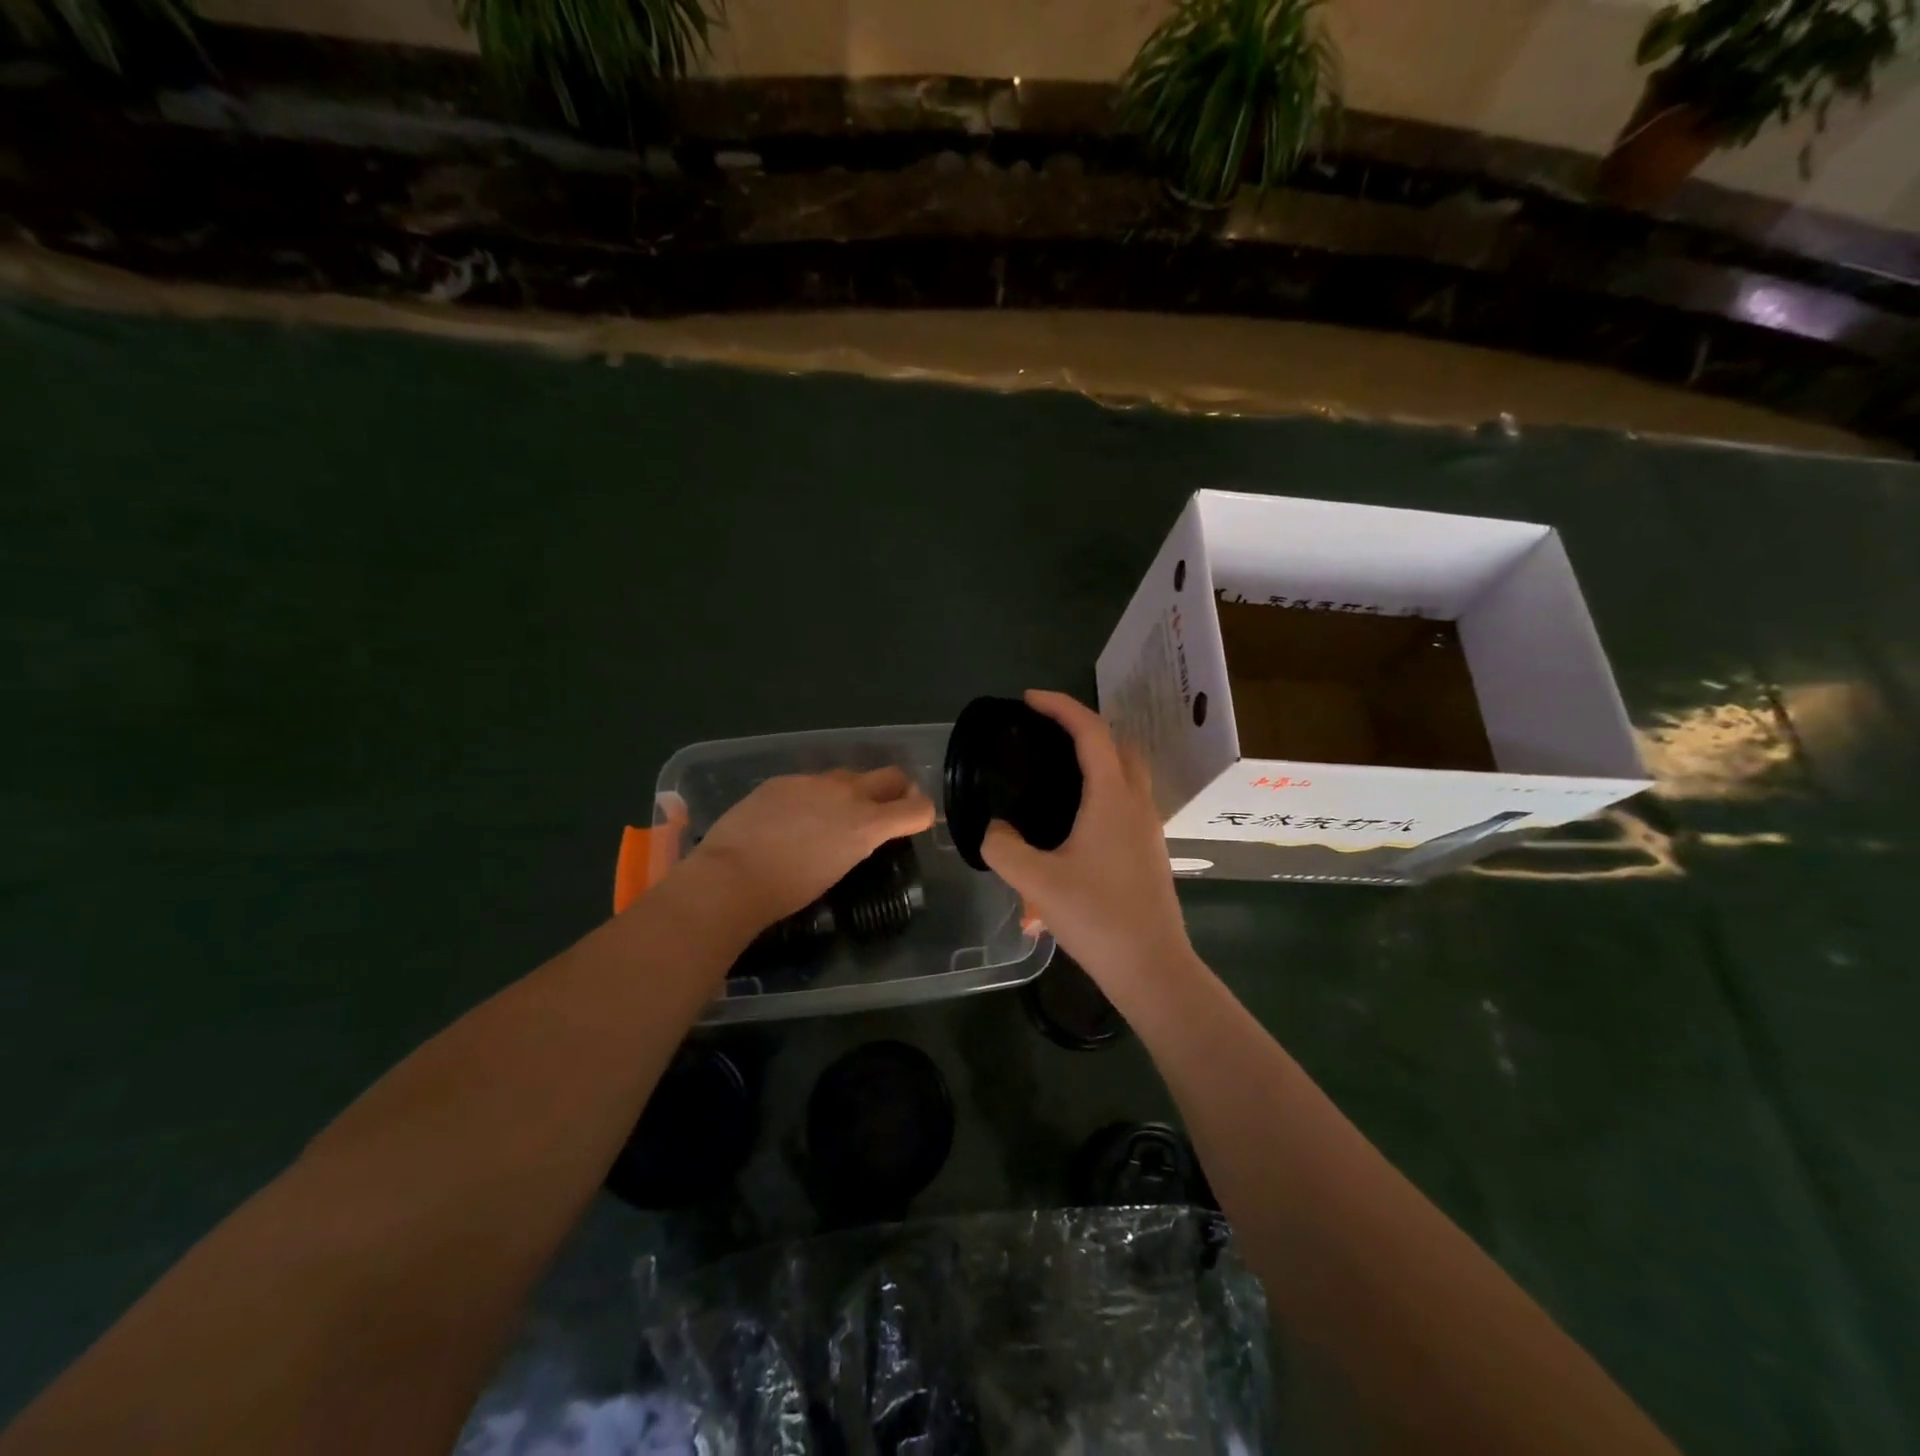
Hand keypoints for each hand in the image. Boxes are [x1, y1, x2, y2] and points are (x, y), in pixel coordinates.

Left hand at [686, 768, 935, 929]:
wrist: (732, 876)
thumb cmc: (788, 891)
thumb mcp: (838, 869)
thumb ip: (857, 842)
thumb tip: (858, 833)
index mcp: (867, 823)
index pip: (917, 808)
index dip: (923, 814)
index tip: (916, 821)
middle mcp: (848, 793)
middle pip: (891, 776)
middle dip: (897, 789)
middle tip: (886, 808)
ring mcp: (814, 781)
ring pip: (849, 776)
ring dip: (852, 792)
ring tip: (832, 816)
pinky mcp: (784, 780)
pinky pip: (811, 782)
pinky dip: (814, 796)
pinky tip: (792, 818)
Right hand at [981, 691, 1195, 1002]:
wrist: (1152, 967)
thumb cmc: (1097, 917)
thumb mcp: (1036, 882)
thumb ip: (1003, 848)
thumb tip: (992, 829)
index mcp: (1112, 797)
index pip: (1090, 731)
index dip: (1060, 706)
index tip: (1028, 699)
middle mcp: (1137, 803)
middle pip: (1118, 745)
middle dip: (1084, 728)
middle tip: (1045, 735)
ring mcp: (1149, 828)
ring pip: (1127, 775)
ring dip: (1097, 762)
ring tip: (1056, 776)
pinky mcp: (1150, 851)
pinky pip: (1127, 804)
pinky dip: (1103, 793)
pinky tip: (1072, 827)